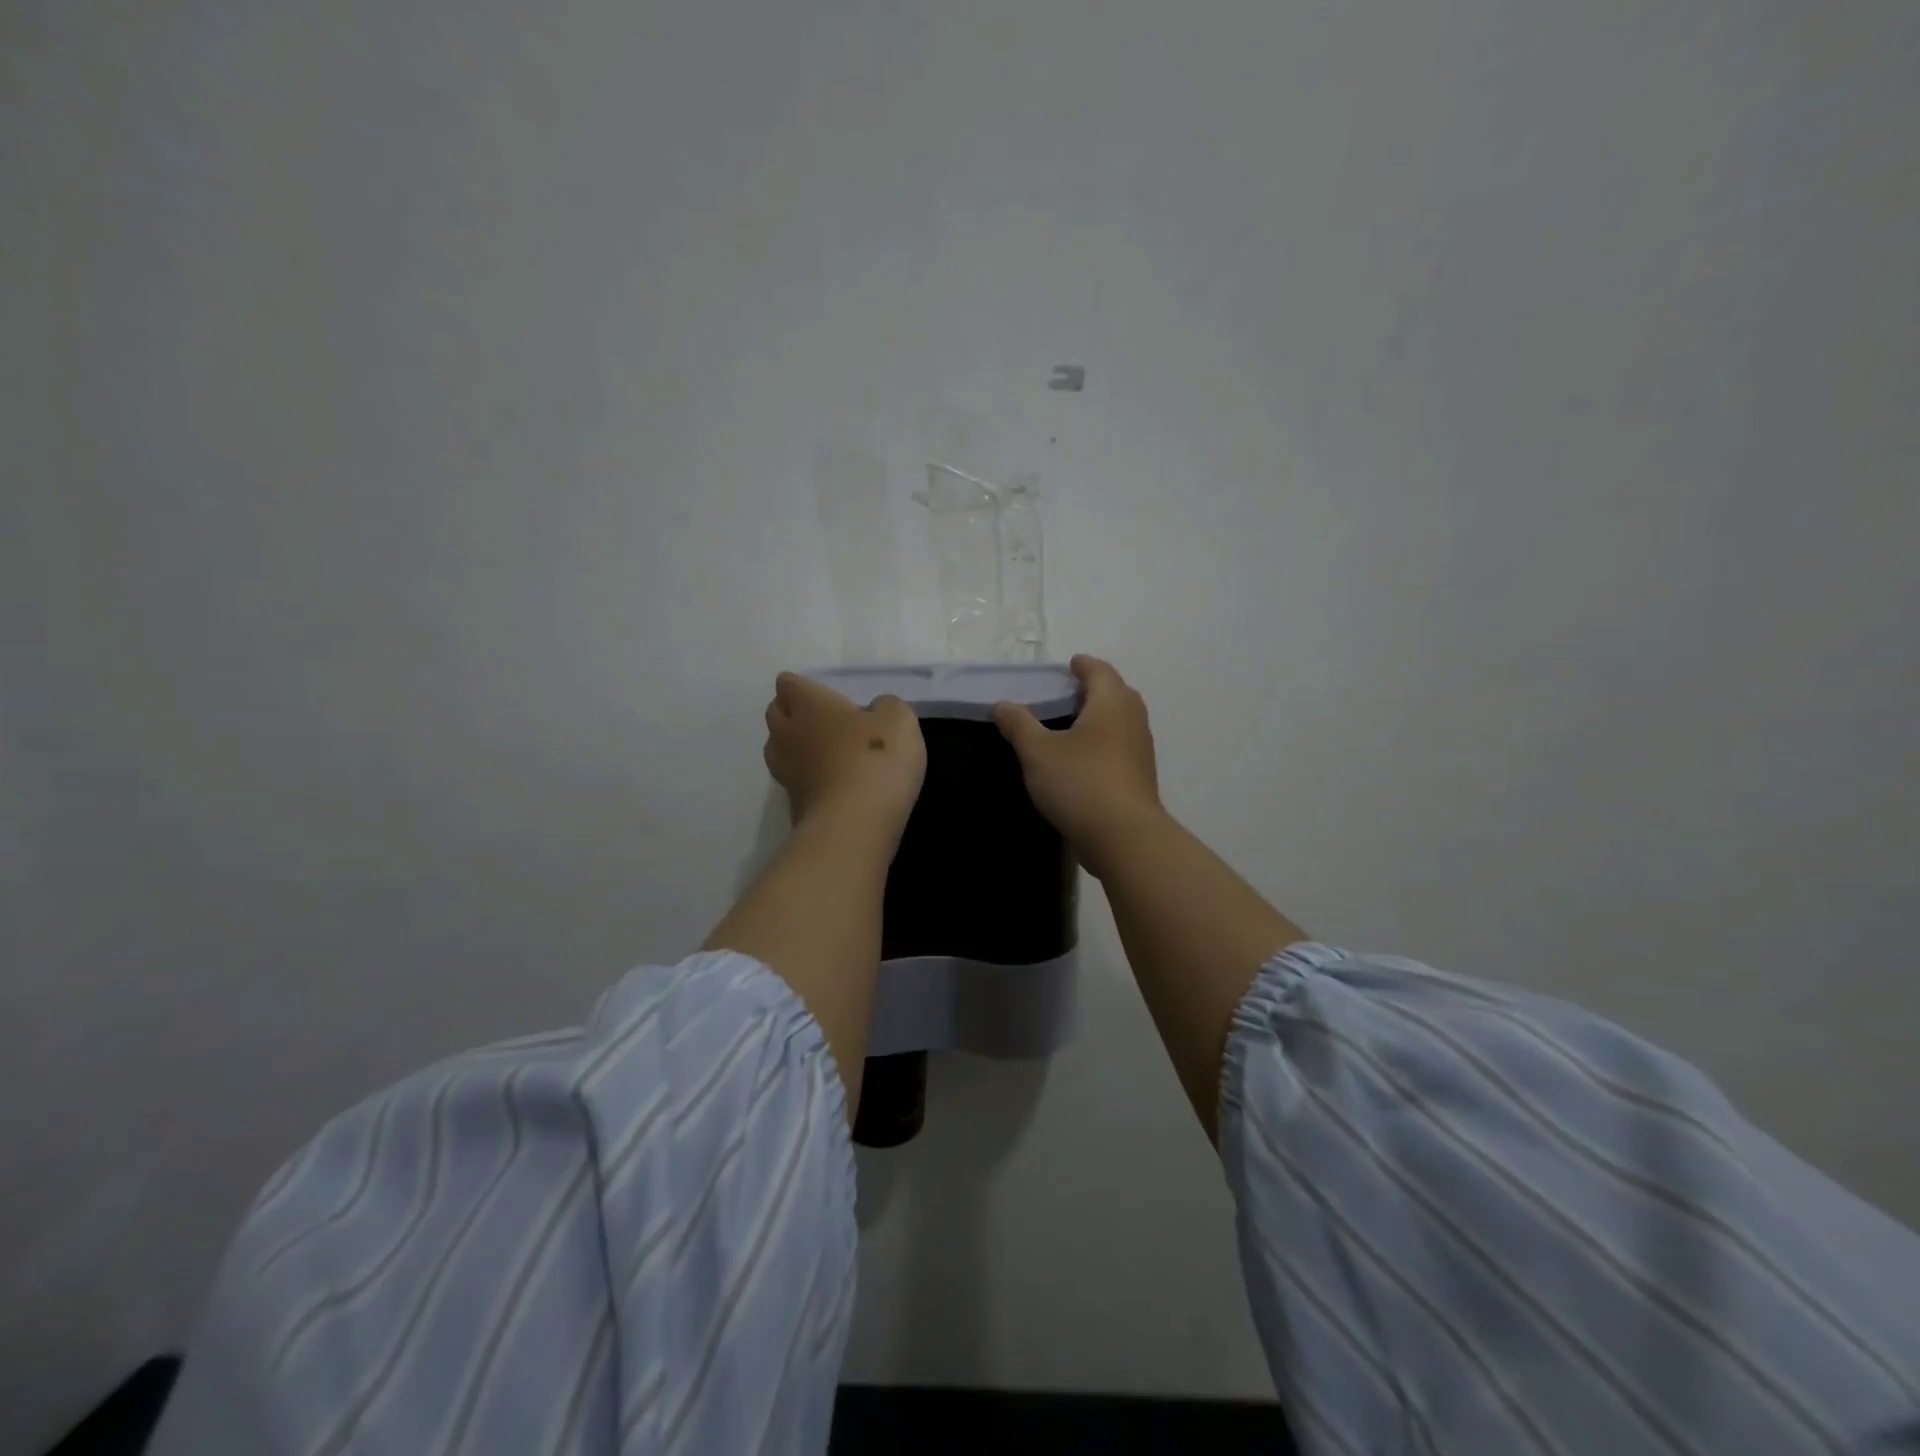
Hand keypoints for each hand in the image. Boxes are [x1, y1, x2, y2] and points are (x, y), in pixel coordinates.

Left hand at [764, 673, 926, 839]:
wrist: (854, 826)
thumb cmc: (875, 759)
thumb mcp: (899, 721)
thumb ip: (886, 707)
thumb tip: (875, 711)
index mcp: (808, 704)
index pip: (788, 683)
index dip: (803, 686)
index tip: (825, 695)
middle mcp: (787, 733)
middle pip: (775, 713)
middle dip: (792, 712)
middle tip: (823, 719)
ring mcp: (785, 771)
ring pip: (778, 748)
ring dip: (794, 746)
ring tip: (823, 751)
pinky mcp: (792, 804)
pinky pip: (793, 781)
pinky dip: (807, 778)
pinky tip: (831, 783)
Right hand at [992, 655, 1164, 873]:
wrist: (1124, 837)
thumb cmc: (1080, 782)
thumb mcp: (1038, 752)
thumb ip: (1018, 724)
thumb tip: (1001, 704)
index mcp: (1112, 702)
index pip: (1099, 671)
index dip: (1083, 665)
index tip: (1069, 665)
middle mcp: (1132, 719)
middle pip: (1115, 693)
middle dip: (1093, 689)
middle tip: (1066, 693)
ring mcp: (1140, 750)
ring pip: (1120, 721)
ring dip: (1099, 717)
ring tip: (1070, 725)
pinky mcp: (1140, 777)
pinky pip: (1120, 746)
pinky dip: (1103, 742)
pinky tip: (1082, 758)